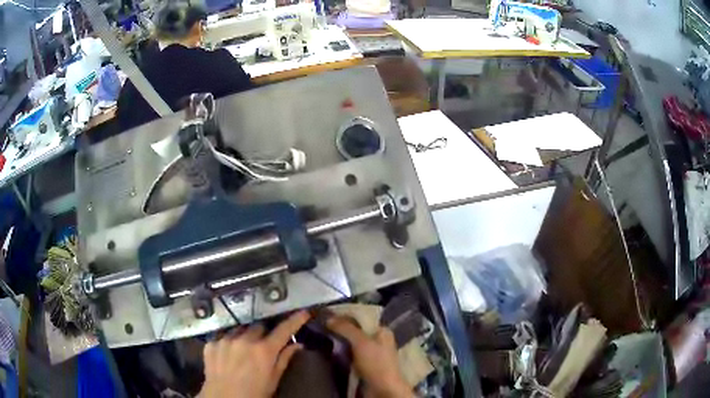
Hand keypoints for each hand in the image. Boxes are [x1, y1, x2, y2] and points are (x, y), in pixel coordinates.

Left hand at [199, 311, 309, 397]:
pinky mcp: (211, 344)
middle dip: (264, 333)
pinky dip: (228, 342)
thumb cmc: (255, 393)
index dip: (295, 320)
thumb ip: (284, 359)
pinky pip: (222, 336)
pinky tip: (228, 354)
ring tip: (243, 350)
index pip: (283, 329)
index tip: (303, 313)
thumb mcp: (273, 379)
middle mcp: (244, 340)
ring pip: (239, 329)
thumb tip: (298, 345)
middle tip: (263, 345)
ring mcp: (225, 340)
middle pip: (259, 326)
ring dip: (245, 336)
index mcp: (264, 351)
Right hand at [327, 316, 412, 397]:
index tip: (326, 315)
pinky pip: (348, 356)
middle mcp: (377, 340)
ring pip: (350, 344)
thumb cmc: (376, 363)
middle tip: (319, 327)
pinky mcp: (363, 366)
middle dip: (339, 330)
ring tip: (319, 338)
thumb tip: (328, 317)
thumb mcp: (361, 342)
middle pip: (354, 331)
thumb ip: (346, 328)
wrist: (382, 390)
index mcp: (382, 331)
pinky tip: (327, 351)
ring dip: (337, 342)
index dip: (344, 316)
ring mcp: (370, 354)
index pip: (361, 317)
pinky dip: (339, 354)